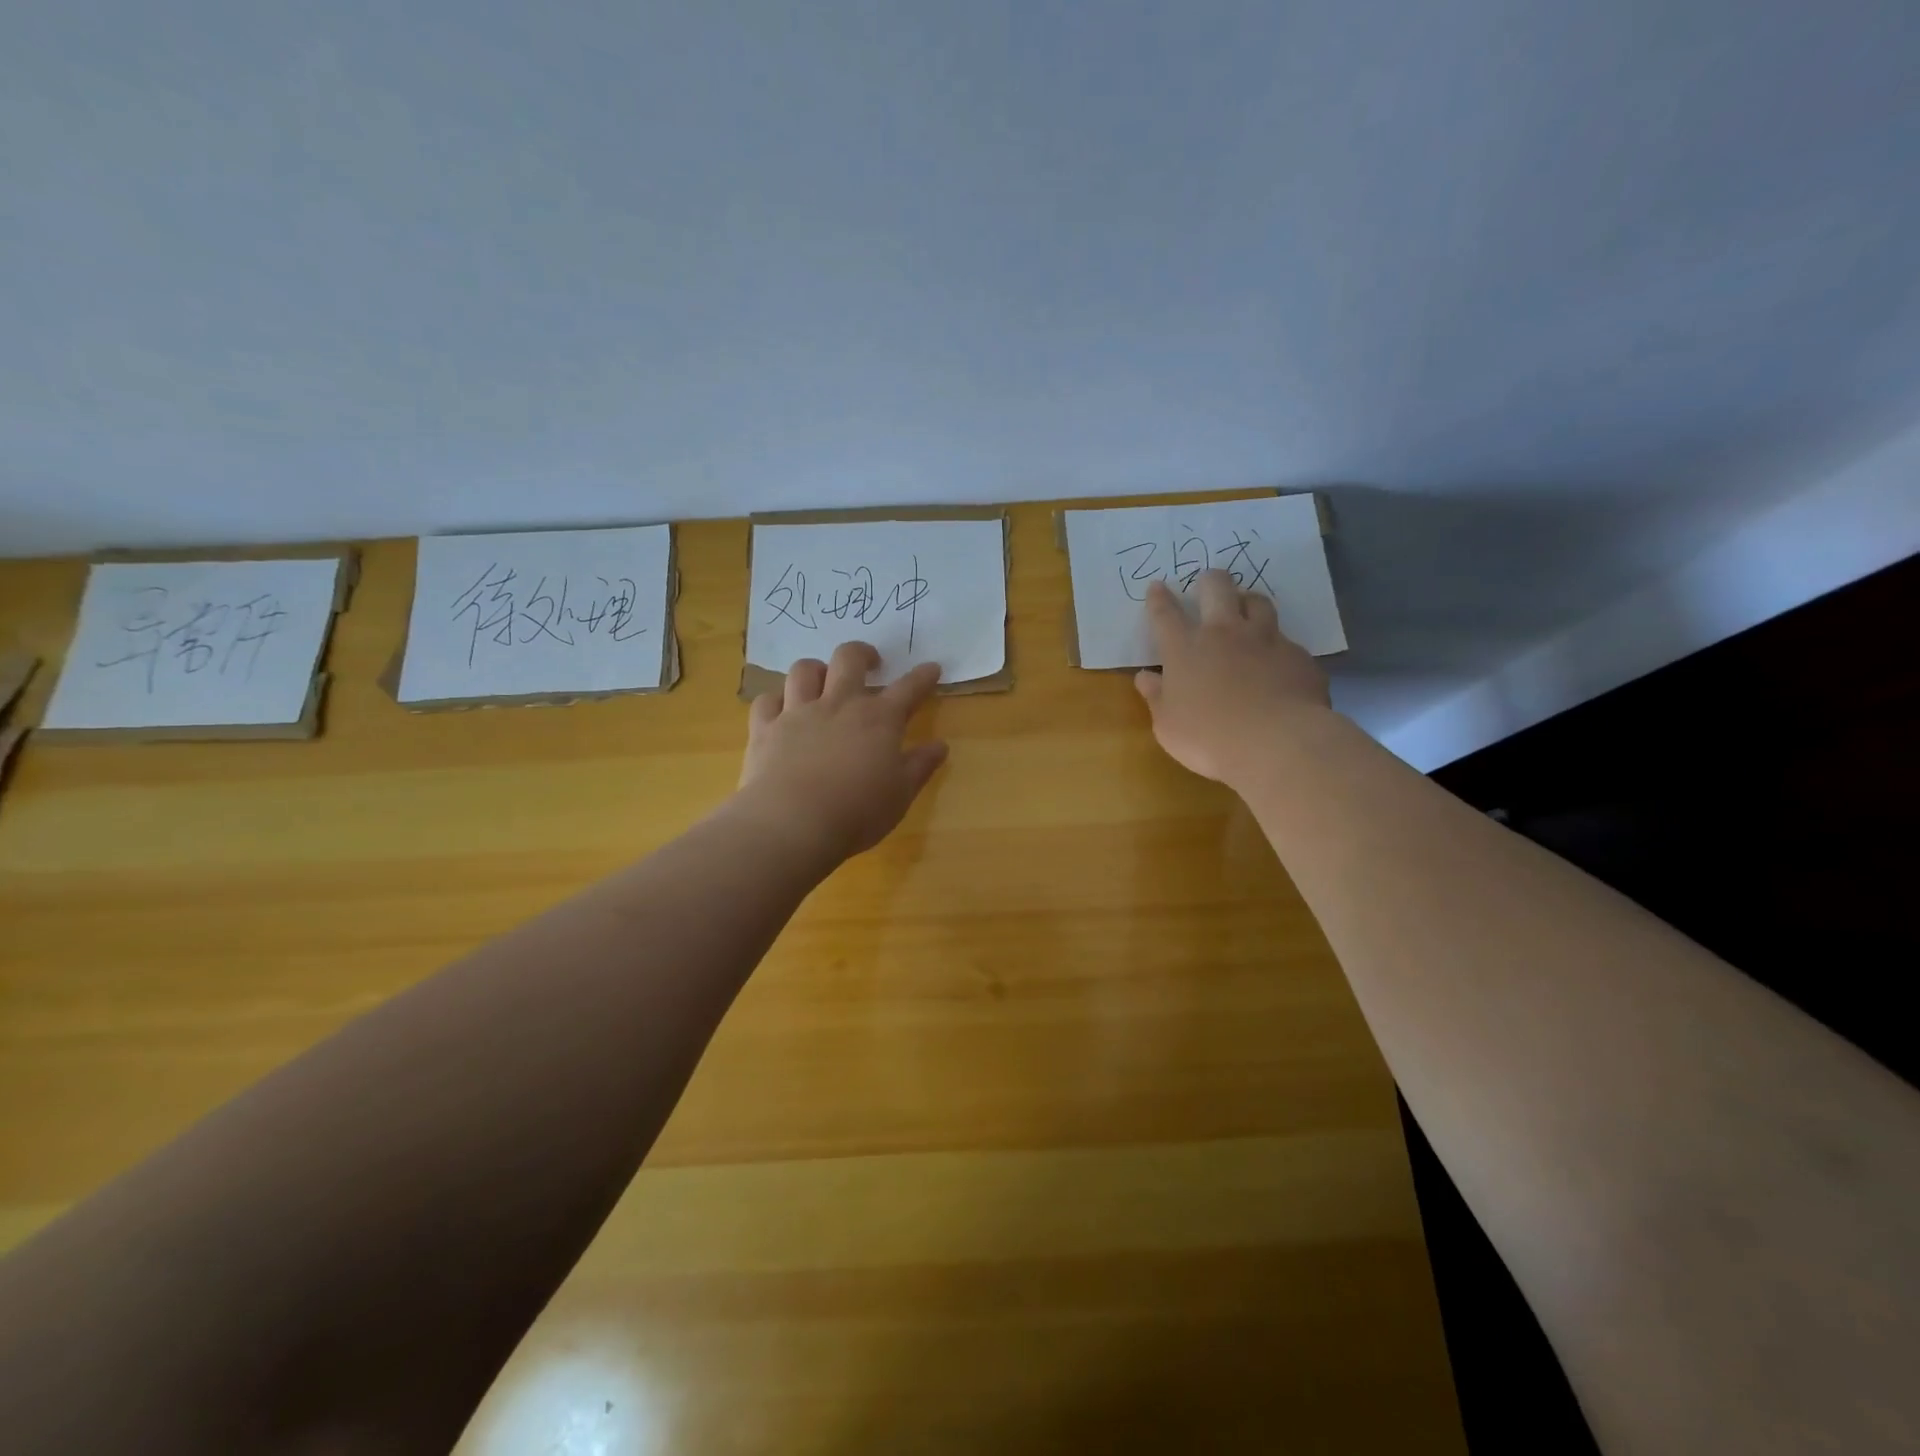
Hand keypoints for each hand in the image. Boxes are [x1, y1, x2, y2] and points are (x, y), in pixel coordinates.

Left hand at [736, 642, 948, 860]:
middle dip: (862, 654)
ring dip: (816, 670)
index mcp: (878, 719)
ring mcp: (798, 713)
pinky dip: (776, 701)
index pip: (908, 688)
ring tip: (822, 680)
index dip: (922, 677)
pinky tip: (781, 711)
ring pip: (804, 670)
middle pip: (849, 658)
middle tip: (869, 663)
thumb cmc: (857, 812)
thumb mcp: (901, 794)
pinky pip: (767, 700)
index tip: (932, 668)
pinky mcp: (765, 729)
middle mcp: (838, 705)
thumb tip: (940, 745)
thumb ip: (920, 766)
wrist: (793, 823)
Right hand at [1134, 571, 1330, 786]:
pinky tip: (1278, 663)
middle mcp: (1224, 633)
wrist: (1277, 743)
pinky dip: (1277, 648)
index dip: (1159, 598)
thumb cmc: (1208, 738)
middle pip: (1217, 588)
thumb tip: (1146, 676)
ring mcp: (1266, 640)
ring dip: (1248, 601)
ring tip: (1246, 608)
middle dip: (1210, 580)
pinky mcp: (1297, 656)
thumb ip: (1156, 696)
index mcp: (1185, 649)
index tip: (1157, 586)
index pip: (1166, 614)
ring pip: (1258, 602)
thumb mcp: (1167, 725)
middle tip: (1208, 583)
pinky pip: (1286, 642)